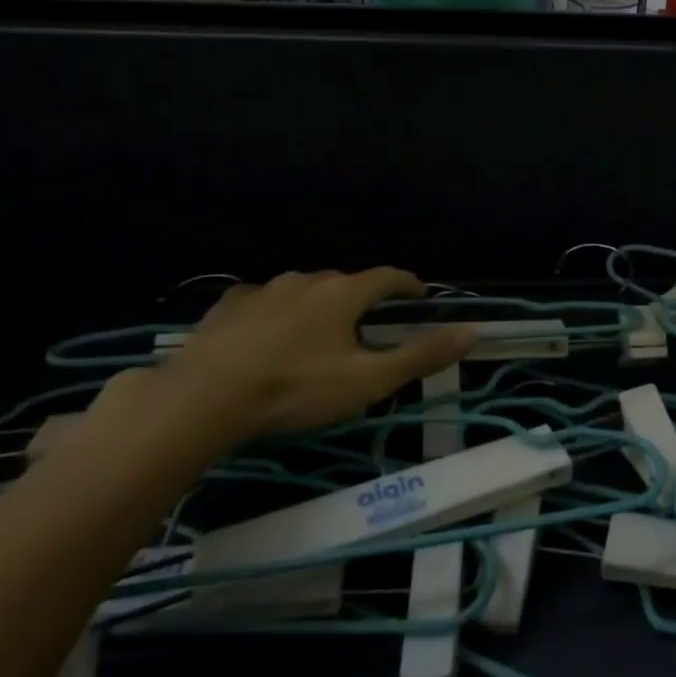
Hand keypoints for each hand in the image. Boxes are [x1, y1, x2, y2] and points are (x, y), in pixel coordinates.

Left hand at [141, 269, 473, 445]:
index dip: (408, 285)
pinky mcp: (227, 307)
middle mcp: (306, 281)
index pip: (388, 277)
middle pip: (345, 283)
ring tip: (317, 335)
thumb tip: (472, 331)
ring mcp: (263, 290)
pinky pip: (262, 301)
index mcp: (343, 293)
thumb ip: (421, 356)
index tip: (419, 297)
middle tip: (366, 328)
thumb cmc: (295, 389)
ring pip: (302, 291)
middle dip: (361, 299)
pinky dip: (274, 312)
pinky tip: (266, 334)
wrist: (203, 399)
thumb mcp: (368, 381)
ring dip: (317, 306)